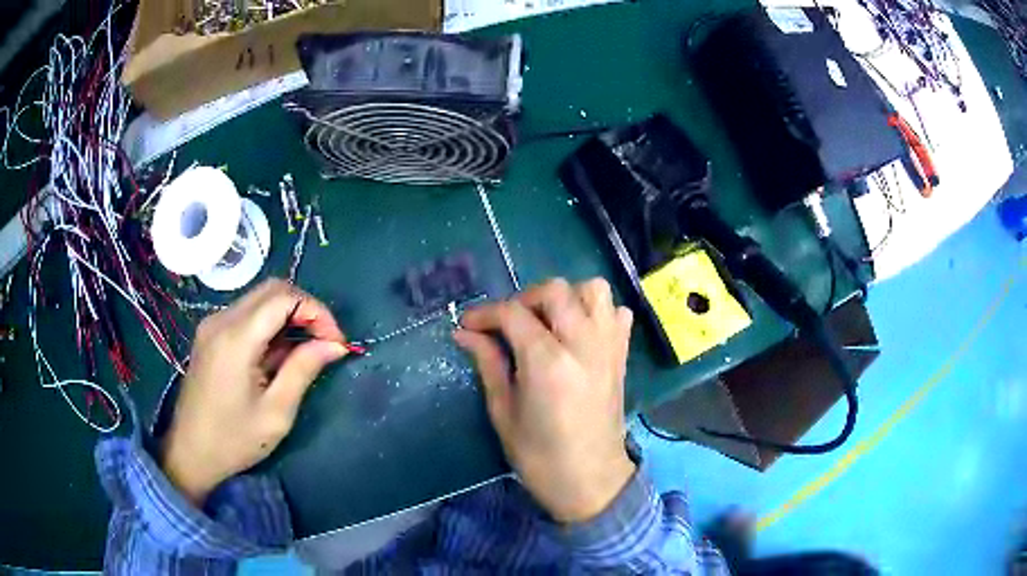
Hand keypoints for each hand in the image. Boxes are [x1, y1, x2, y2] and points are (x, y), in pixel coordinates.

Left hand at [162, 279, 348, 504]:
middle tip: (325, 342)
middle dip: (306, 308)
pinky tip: (279, 353)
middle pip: (273, 289)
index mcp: (236, 339)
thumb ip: (303, 370)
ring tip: (307, 350)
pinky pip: (247, 313)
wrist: (190, 452)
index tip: (336, 343)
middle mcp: (221, 320)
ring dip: (289, 315)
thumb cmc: (234, 440)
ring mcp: (212, 324)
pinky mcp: (210, 334)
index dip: (317, 312)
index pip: (284, 298)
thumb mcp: (276, 413)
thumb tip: (334, 345)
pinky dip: (271, 324)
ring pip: (260, 298)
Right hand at [455, 278, 635, 522]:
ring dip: (566, 297)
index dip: (485, 314)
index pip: (513, 314)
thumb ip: (488, 363)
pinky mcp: (621, 356)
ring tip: (547, 322)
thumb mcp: (503, 412)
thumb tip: (464, 333)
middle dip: (524, 299)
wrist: (590, 481)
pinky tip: (580, 332)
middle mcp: (583, 344)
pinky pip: (617, 313)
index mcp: (548, 362)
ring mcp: (608, 347)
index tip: (468, 324)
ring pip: (594, 290)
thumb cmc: (539, 456)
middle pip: (555, 290)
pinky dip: (598, 312)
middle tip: (507, 324)